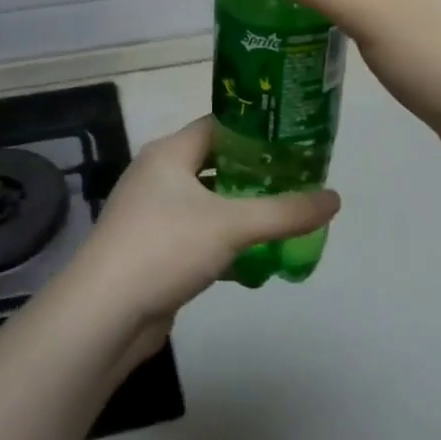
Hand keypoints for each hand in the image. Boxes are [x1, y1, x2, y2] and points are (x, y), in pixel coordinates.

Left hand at [66, 116, 339, 360]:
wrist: (105, 313)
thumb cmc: (165, 247)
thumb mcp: (232, 224)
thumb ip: (284, 212)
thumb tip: (335, 198)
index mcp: (169, 153)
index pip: (219, 126)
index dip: (256, 131)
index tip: (294, 142)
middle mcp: (158, 176)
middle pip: (216, 164)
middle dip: (255, 175)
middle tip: (297, 182)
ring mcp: (153, 214)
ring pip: (208, 204)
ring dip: (242, 213)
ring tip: (284, 220)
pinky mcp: (154, 250)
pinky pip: (198, 237)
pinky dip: (225, 244)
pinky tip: (255, 260)